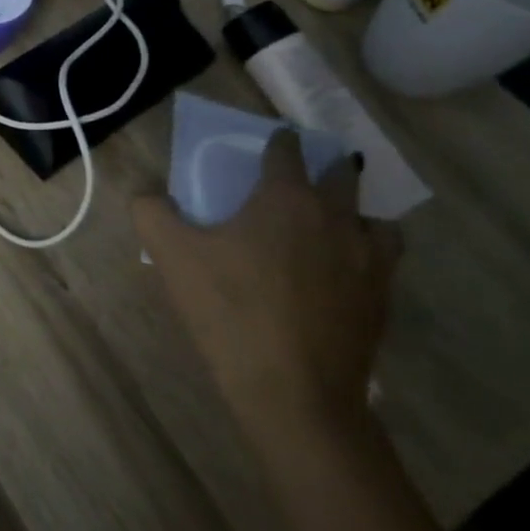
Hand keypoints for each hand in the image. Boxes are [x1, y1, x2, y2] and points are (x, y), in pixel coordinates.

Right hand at [133, 132, 402, 455]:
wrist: (291, 389)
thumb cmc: (227, 309)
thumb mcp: (170, 255)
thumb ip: (151, 212)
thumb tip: (147, 193)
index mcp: (286, 198)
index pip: (287, 151)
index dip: (277, 141)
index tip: (270, 141)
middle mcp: (336, 217)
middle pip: (340, 175)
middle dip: (321, 169)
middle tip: (297, 181)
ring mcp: (368, 258)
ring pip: (372, 218)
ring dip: (352, 213)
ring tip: (327, 228)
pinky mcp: (382, 297)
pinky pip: (382, 259)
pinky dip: (365, 253)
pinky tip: (339, 274)